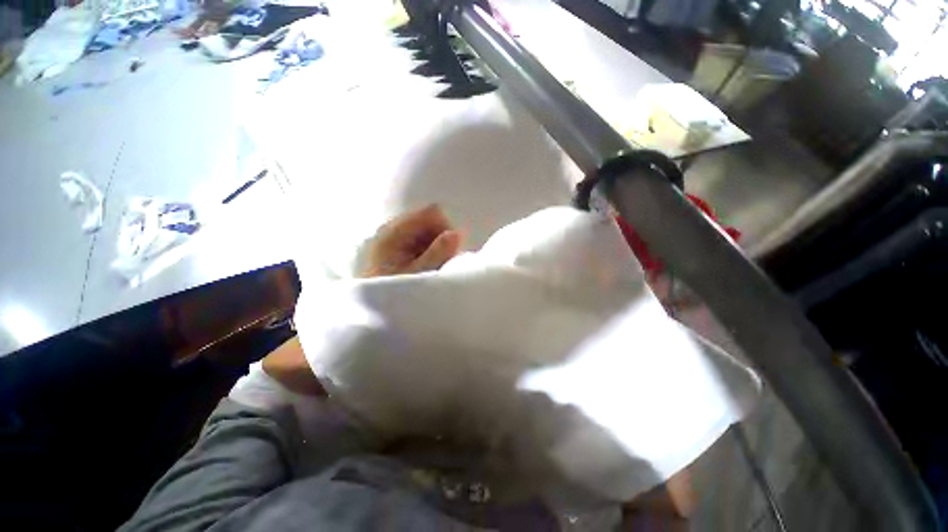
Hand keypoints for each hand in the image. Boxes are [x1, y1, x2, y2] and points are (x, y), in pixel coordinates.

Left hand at [262, 206, 461, 393]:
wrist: (367, 312)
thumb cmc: (392, 293)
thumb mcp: (419, 274)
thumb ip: (438, 252)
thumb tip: (457, 233)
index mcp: (395, 232)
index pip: (431, 213)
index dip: (445, 229)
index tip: (449, 251)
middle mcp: (393, 231)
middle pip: (429, 222)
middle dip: (441, 239)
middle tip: (441, 263)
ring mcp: (393, 240)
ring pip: (425, 233)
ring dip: (435, 248)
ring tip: (432, 269)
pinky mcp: (395, 250)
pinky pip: (419, 243)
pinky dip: (428, 253)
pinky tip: (424, 270)